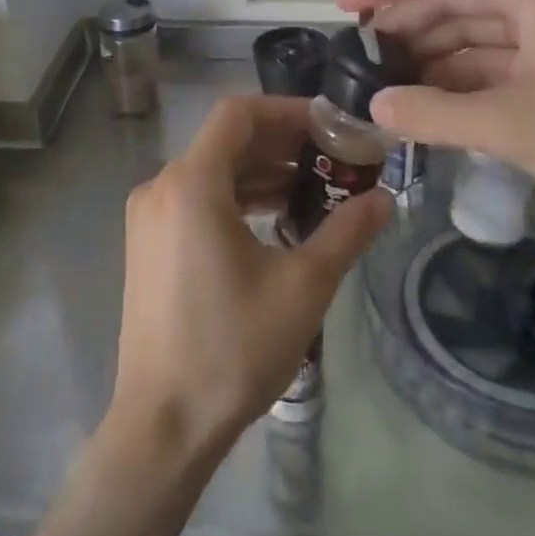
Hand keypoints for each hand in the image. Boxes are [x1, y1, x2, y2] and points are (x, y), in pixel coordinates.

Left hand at [109, 95, 391, 460]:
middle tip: (334, 156)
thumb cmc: (232, 348)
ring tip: (315, 187)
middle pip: (226, 140)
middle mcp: (161, 186)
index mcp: (192, 183)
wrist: (163, 425)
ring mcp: (149, 216)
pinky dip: (236, 197)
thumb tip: (386, 197)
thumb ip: (346, 232)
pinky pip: (197, 198)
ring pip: (212, 171)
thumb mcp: (303, 286)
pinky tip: (276, 218)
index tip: (332, 126)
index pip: (239, 113)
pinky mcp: (148, 243)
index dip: (288, 110)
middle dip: (282, 142)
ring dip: (261, 171)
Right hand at [338, 0, 534, 224]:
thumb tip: (376, 106)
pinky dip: (464, 77)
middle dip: (405, 25)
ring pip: (474, 29)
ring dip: (432, 55)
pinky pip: (497, 57)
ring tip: (389, 84)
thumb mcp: (510, 125)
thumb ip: (435, 114)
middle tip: (361, 58)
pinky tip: (435, 103)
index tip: (341, 7)